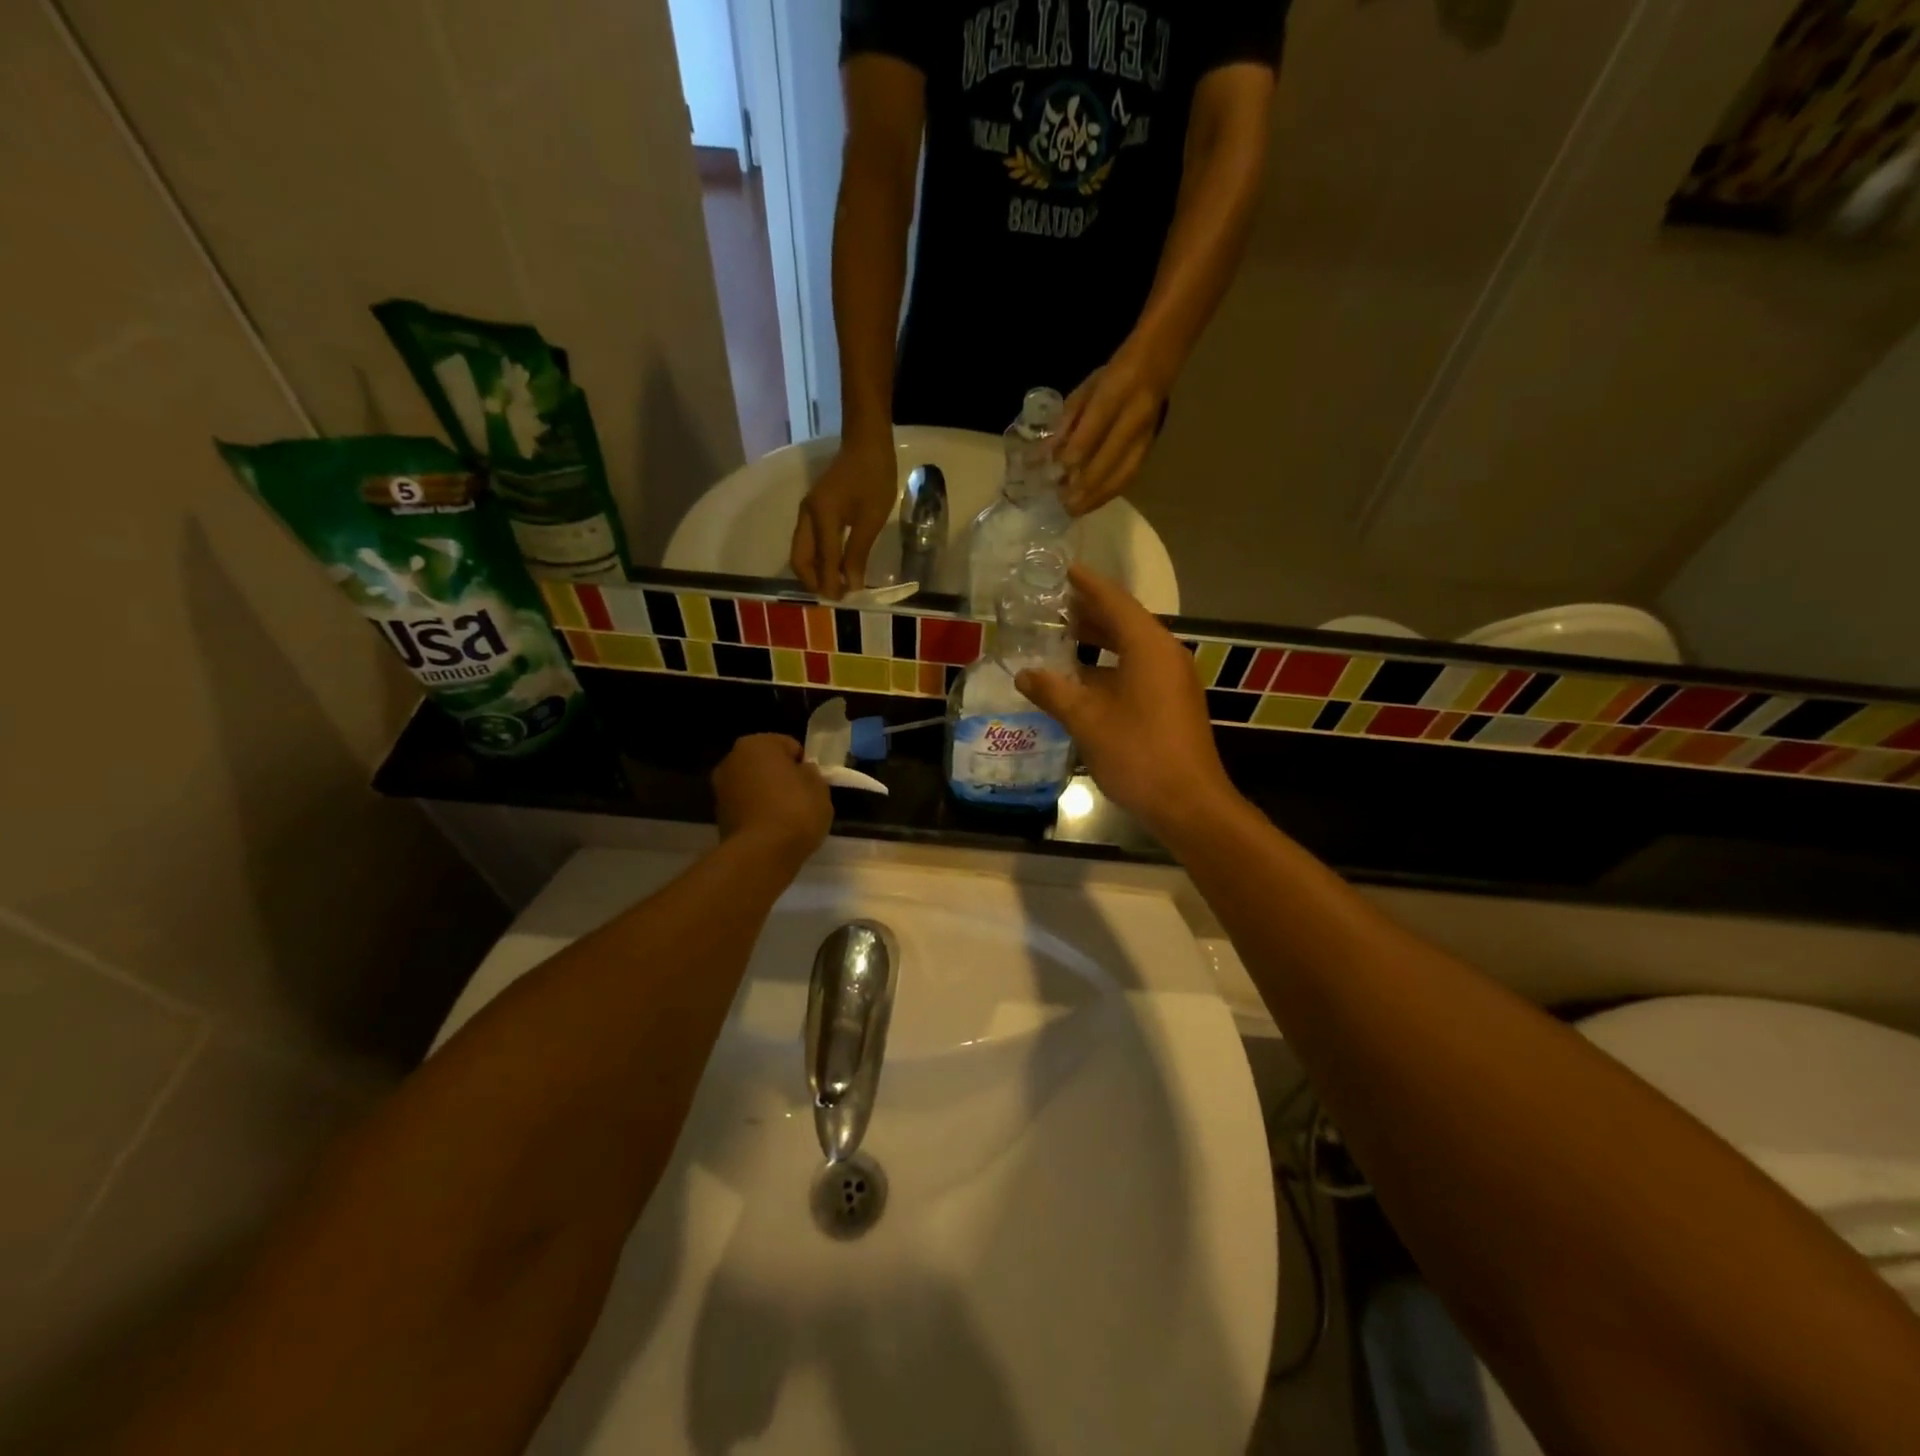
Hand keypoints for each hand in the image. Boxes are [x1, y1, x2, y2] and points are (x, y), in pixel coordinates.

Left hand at [713, 735, 832, 863]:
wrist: (761, 853)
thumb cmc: (795, 810)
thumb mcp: (819, 787)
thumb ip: (810, 773)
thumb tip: (801, 772)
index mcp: (757, 743)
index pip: (789, 745)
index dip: (804, 764)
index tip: (812, 784)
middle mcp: (732, 759)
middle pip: (766, 764)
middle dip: (781, 776)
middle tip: (800, 798)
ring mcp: (720, 787)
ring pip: (754, 785)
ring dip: (767, 794)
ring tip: (786, 817)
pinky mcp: (718, 814)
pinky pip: (746, 806)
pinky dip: (757, 812)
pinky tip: (772, 829)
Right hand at [790, 435, 896, 598]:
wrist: (866, 443)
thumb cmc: (874, 478)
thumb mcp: (871, 519)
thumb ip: (858, 553)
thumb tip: (852, 585)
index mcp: (821, 517)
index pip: (824, 560)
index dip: (831, 584)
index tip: (843, 602)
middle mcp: (807, 516)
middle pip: (800, 558)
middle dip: (813, 581)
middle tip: (833, 597)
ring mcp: (807, 512)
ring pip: (801, 551)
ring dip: (814, 571)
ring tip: (833, 586)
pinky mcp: (813, 509)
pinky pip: (808, 541)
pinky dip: (817, 559)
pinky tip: (833, 567)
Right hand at [1014, 565, 1237, 840]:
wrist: (1188, 803)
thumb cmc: (1138, 753)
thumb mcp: (1087, 721)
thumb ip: (1053, 692)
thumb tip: (1024, 674)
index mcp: (1149, 647)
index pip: (1114, 601)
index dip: (1087, 584)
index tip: (1064, 569)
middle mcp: (1165, 655)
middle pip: (1125, 622)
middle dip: (1090, 612)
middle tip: (1054, 604)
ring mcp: (1173, 680)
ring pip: (1132, 648)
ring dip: (1100, 641)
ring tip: (1064, 635)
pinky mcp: (1172, 703)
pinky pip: (1138, 670)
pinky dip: (1110, 666)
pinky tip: (1084, 679)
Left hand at [1056, 348, 1170, 515]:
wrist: (1158, 364)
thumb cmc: (1113, 375)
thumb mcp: (1085, 389)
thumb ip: (1066, 422)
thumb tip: (1045, 456)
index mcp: (1116, 391)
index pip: (1093, 428)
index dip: (1074, 455)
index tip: (1055, 476)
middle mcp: (1135, 415)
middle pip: (1110, 458)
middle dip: (1084, 485)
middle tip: (1063, 505)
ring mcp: (1146, 435)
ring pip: (1123, 473)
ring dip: (1098, 496)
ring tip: (1075, 511)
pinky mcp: (1150, 448)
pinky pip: (1130, 476)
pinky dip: (1109, 493)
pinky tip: (1092, 503)